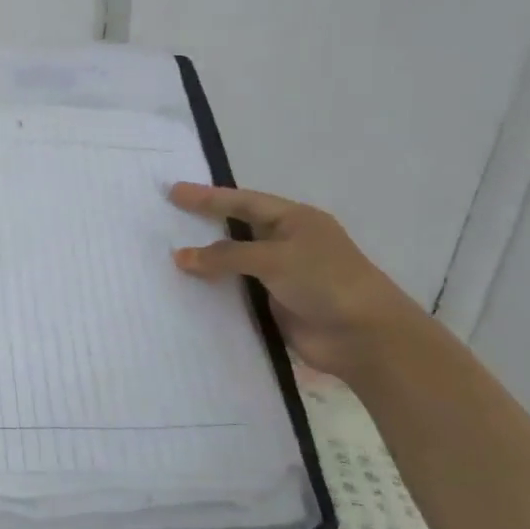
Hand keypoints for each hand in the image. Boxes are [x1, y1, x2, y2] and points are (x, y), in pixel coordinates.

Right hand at [167, 183, 426, 381]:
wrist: (364, 336)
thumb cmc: (326, 282)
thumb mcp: (275, 259)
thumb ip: (226, 256)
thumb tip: (180, 257)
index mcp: (294, 220)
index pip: (243, 202)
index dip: (208, 197)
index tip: (174, 192)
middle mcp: (286, 243)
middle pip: (236, 229)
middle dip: (204, 224)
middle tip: (166, 219)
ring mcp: (280, 275)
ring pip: (234, 263)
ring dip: (205, 261)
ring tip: (166, 256)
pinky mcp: (273, 304)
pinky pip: (236, 292)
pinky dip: (213, 290)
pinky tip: (186, 290)